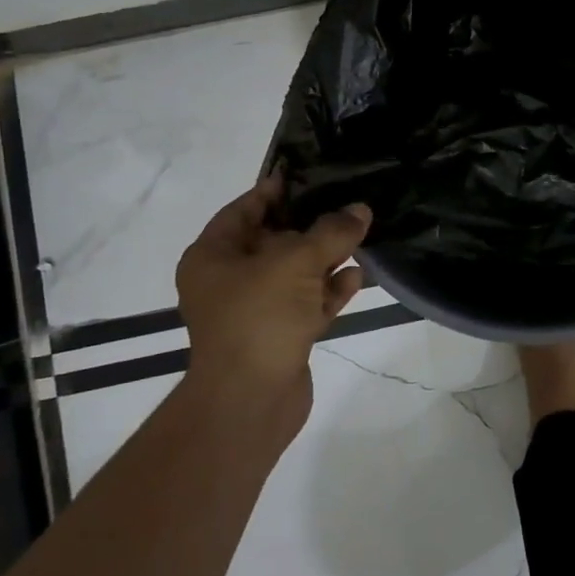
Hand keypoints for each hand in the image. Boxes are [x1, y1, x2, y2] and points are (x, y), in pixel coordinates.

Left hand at [174, 175, 370, 438]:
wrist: (250, 402)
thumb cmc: (260, 317)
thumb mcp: (296, 262)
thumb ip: (331, 231)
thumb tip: (360, 209)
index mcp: (214, 256)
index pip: (244, 209)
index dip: (275, 190)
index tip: (308, 173)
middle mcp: (229, 280)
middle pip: (274, 241)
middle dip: (311, 225)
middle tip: (346, 202)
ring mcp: (255, 310)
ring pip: (294, 273)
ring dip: (326, 258)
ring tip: (360, 236)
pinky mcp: (279, 335)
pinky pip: (306, 302)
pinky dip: (328, 290)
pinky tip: (357, 276)